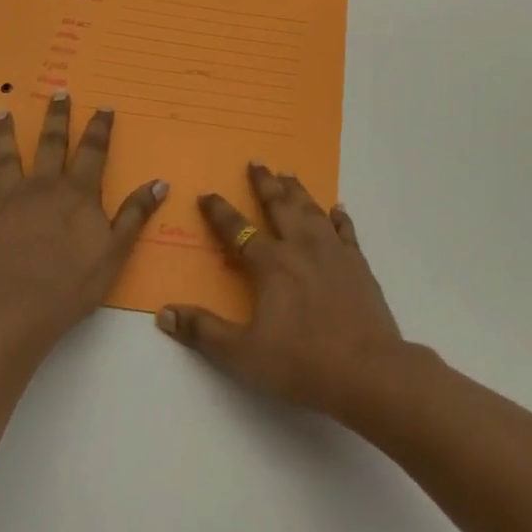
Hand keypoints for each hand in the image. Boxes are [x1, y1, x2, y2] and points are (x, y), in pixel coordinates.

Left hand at [0, 93, 166, 349]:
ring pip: (2, 162)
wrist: (16, 313)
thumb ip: (135, 214)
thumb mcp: (115, 251)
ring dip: (1, 137)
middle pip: (49, 145)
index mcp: (76, 193)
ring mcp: (4, 205)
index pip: (93, 152)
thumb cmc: (72, 285)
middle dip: (56, 118)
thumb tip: (159, 182)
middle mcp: (40, 189)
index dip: (99, 128)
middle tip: (57, 93)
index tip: (103, 107)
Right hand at [155, 162, 406, 415]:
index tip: (207, 194)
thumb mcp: (241, 354)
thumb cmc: (300, 363)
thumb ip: (203, 331)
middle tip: (257, 161)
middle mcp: (301, 247)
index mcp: (271, 264)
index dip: (219, 212)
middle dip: (265, 183)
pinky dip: (339, 217)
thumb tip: (164, 313)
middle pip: (279, 206)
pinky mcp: (358, 264)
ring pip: (311, 210)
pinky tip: (337, 209)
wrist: (366, 370)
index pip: (237, 230)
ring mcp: (333, 251)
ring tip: (289, 174)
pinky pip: (346, 230)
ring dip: (298, 191)